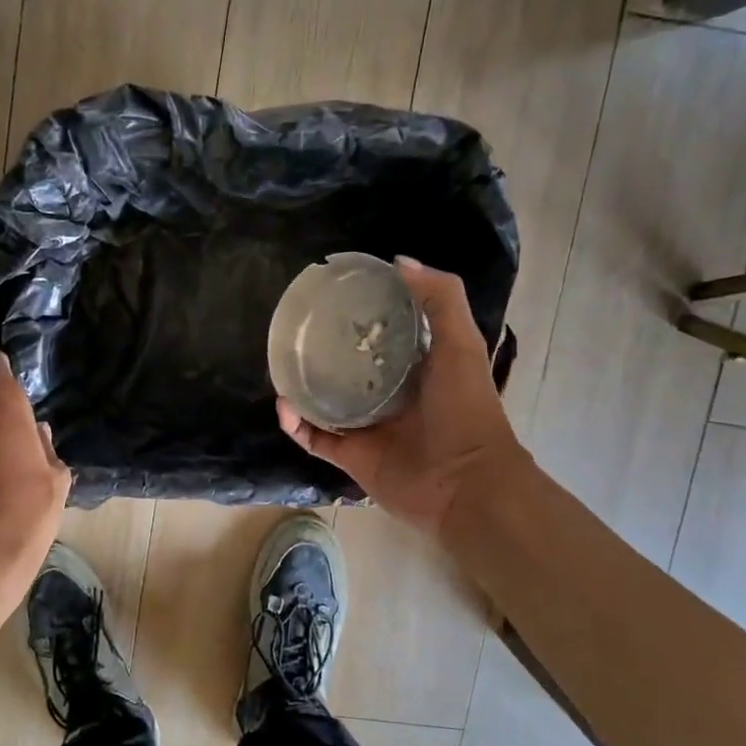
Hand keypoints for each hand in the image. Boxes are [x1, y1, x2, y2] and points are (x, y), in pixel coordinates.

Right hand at [277, 257, 523, 537]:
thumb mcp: (461, 343)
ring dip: (300, 385)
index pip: (381, 333)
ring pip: (323, 400)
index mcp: (415, 366)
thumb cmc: (465, 410)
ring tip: (280, 363)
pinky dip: (295, 423)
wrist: (465, 484)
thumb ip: (439, 299)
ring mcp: (366, 426)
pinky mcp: (349, 455)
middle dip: (322, 349)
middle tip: (296, 329)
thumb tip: (397, 261)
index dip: (361, 314)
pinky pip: (313, 437)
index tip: (334, 295)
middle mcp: (388, 394)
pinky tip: (284, 404)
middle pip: (347, 366)